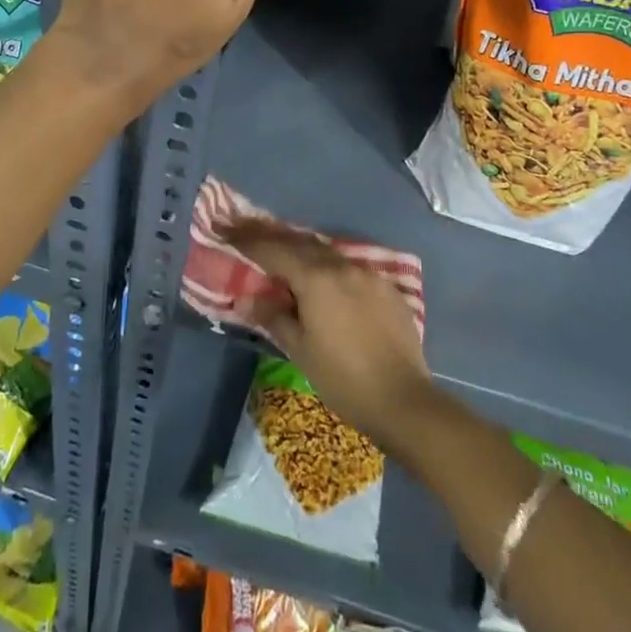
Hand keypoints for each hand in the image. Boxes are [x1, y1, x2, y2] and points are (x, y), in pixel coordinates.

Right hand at [222, 217, 440, 451]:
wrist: (403, 401)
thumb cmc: (343, 378)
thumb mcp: (300, 350)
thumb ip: (274, 316)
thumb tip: (248, 297)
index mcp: (317, 278)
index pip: (274, 250)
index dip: (248, 240)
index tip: (226, 229)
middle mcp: (342, 266)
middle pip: (301, 243)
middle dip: (273, 238)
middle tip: (249, 232)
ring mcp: (369, 275)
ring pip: (327, 253)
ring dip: (303, 251)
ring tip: (283, 254)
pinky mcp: (387, 289)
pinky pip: (350, 269)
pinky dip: (329, 268)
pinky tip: (325, 281)